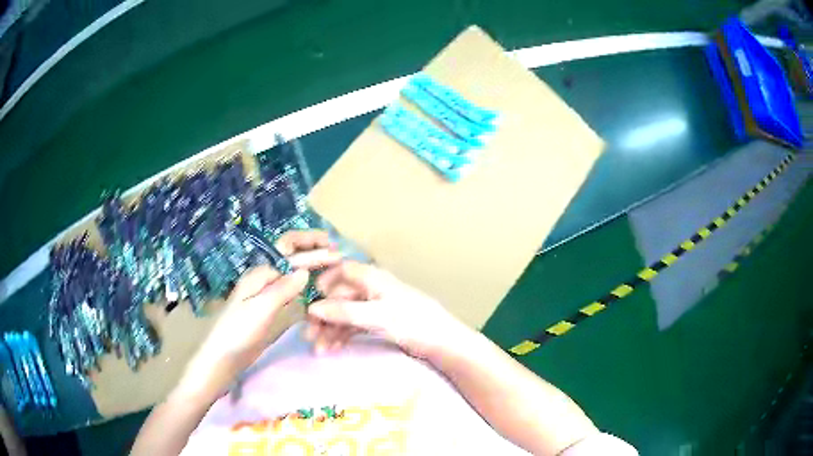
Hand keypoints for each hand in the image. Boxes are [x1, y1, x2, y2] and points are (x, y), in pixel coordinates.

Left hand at [178, 230, 339, 400]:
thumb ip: (282, 290)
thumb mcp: (260, 310)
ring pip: (292, 274)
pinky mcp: (269, 308)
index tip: (335, 251)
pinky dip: (305, 285)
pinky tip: (315, 289)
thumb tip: (305, 271)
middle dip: (312, 251)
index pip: (289, 252)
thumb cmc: (238, 332)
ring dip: (311, 266)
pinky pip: (290, 290)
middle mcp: (264, 279)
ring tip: (332, 268)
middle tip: (337, 252)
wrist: (223, 357)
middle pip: (291, 257)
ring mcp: (266, 294)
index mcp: (260, 274)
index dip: (312, 248)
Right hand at [306, 261, 469, 358]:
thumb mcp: (376, 316)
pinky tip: (334, 348)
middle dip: (324, 317)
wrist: (441, 341)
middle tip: (310, 338)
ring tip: (320, 350)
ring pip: (345, 314)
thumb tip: (313, 309)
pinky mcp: (379, 322)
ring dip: (331, 330)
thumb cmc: (411, 322)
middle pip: (340, 298)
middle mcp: (371, 289)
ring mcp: (375, 306)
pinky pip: (354, 325)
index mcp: (372, 279)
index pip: (341, 271)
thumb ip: (344, 312)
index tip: (310, 303)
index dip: (324, 283)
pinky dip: (343, 336)